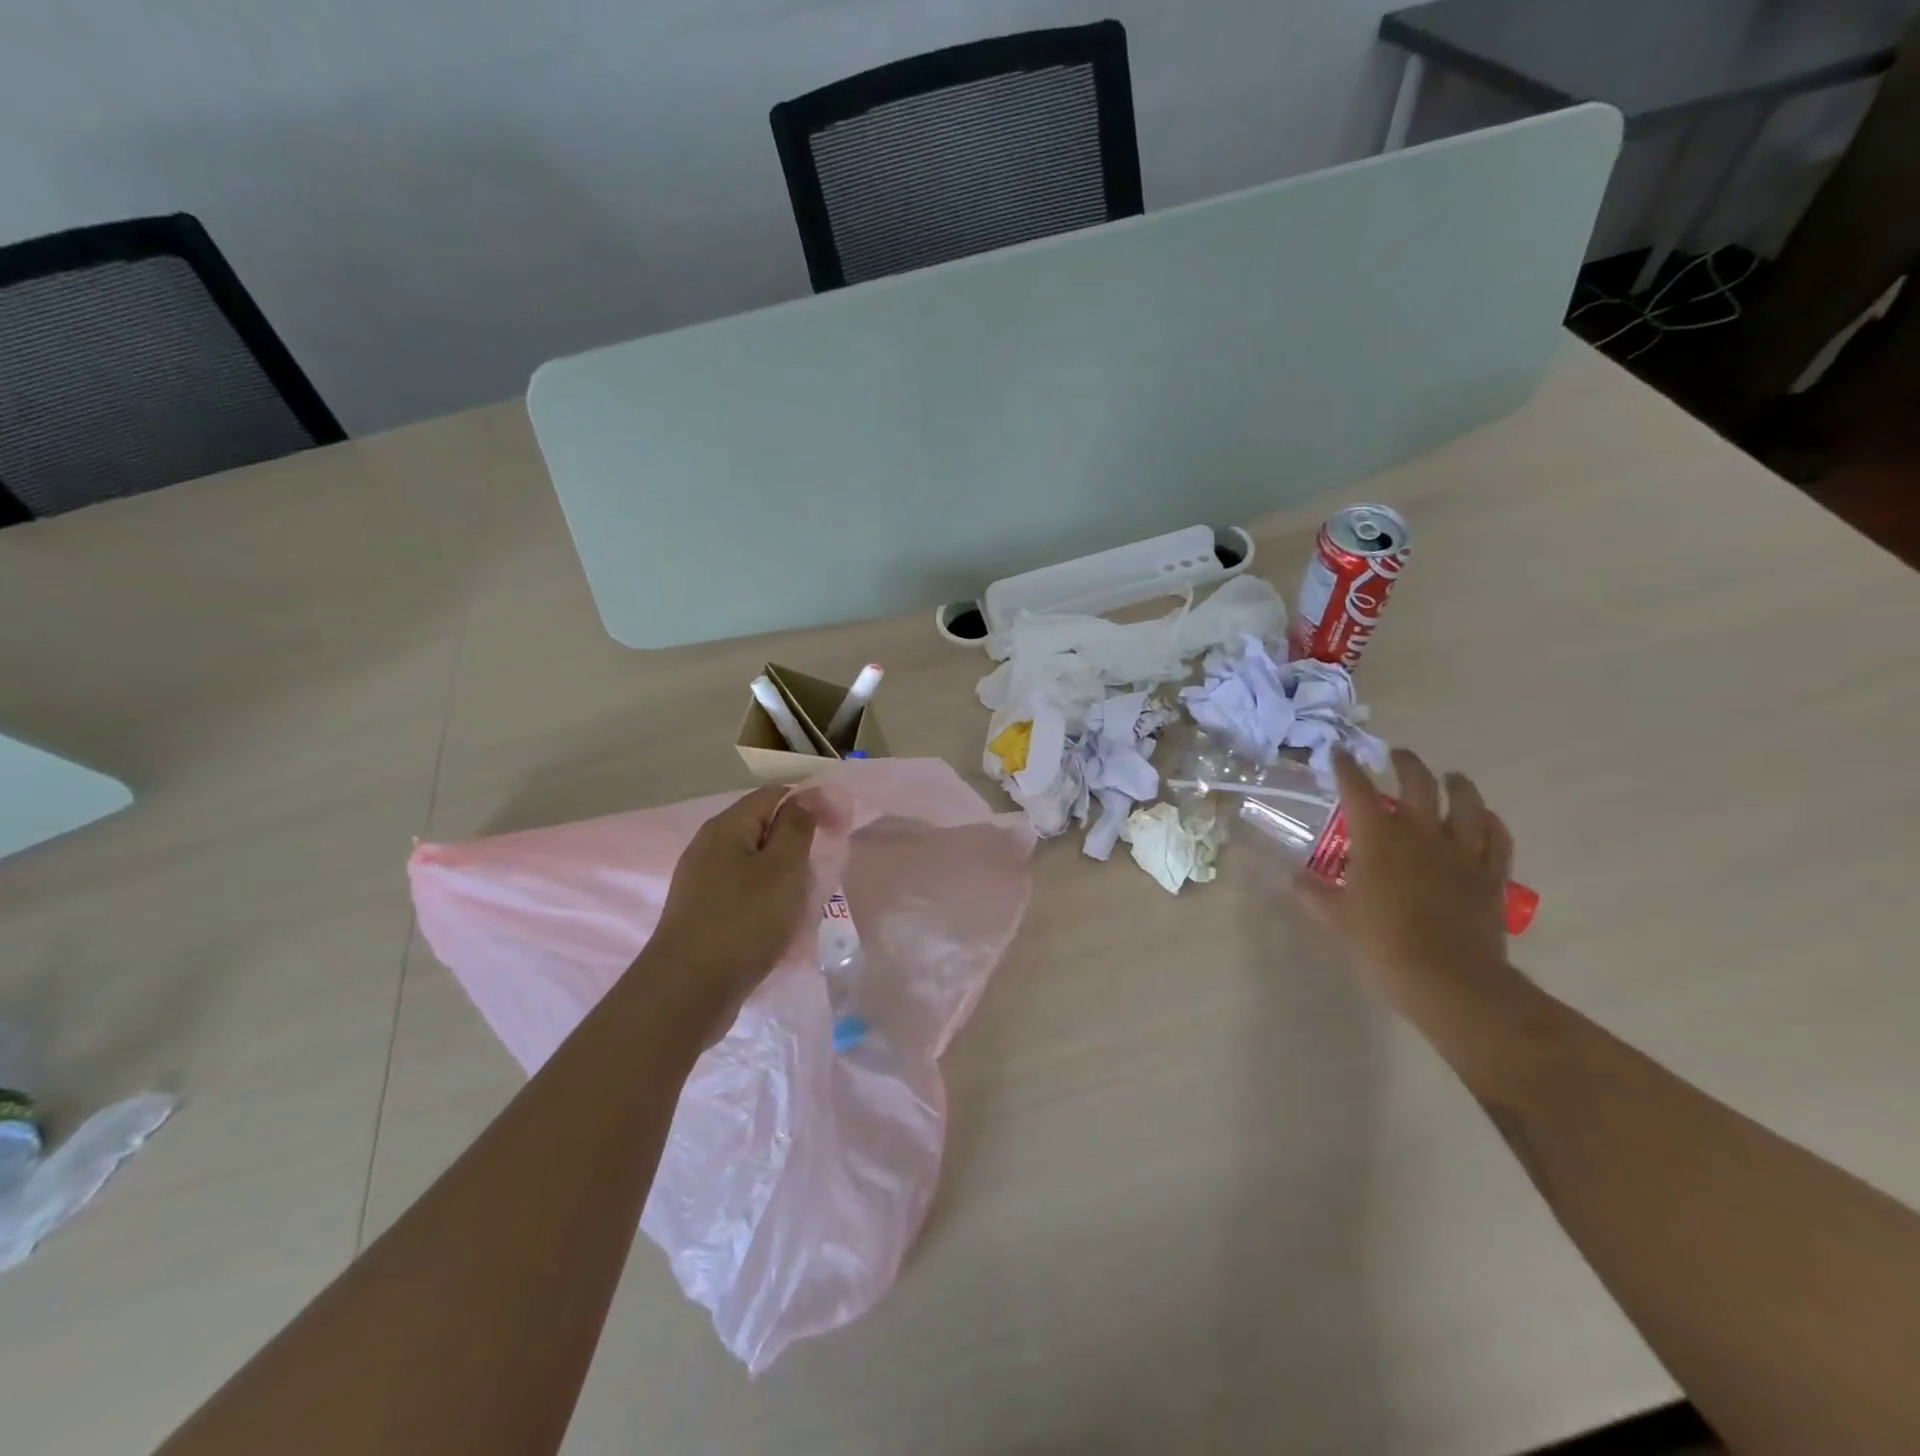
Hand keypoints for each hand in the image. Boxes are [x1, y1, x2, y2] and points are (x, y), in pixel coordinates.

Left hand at [644, 785, 818, 1040]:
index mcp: (727, 827)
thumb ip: (798, 827)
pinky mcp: (703, 914)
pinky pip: (744, 894)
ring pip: (755, 865)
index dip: (810, 803)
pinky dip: (767, 902)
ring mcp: (702, 882)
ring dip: (784, 878)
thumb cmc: (743, 922)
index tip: (838, 828)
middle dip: (798, 845)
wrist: (687, 992)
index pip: (774, 794)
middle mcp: (709, 847)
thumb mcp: (783, 868)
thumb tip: (807, 796)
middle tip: (823, 870)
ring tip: (806, 901)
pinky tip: (780, 926)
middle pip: (763, 829)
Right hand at [1296, 748, 1518, 1018]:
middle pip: (1418, 784)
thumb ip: (1314, 893)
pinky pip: (1497, 840)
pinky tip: (1486, 818)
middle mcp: (1422, 834)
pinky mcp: (1490, 876)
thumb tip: (1298, 879)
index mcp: (1379, 839)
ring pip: (1467, 804)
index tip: (1339, 752)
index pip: (1357, 790)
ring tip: (1450, 776)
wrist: (1449, 981)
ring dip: (1457, 785)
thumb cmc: (1383, 944)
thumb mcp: (1336, 918)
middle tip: (1396, 755)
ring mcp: (1462, 853)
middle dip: (1405, 763)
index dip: (1346, 767)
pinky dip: (1491, 823)